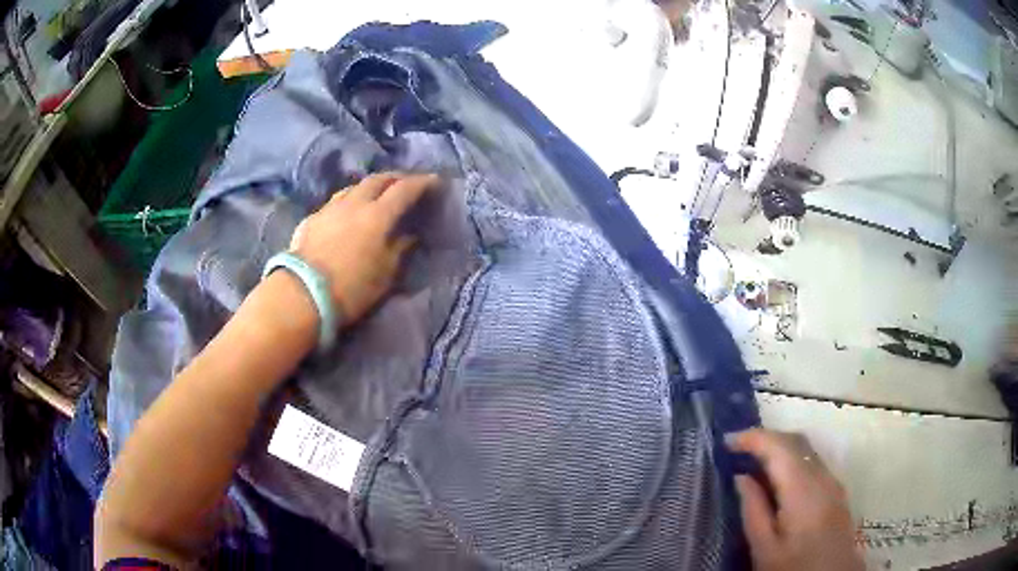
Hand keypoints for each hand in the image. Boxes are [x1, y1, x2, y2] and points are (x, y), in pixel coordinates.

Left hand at [289, 172, 438, 325]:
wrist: (302, 295)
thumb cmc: (351, 288)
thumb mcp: (385, 275)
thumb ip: (399, 250)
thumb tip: (409, 236)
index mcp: (377, 215)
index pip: (404, 189)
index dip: (422, 182)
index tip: (434, 181)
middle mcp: (354, 203)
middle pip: (377, 180)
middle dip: (395, 178)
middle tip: (406, 183)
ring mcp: (330, 208)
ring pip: (353, 187)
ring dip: (369, 186)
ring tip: (376, 194)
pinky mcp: (311, 219)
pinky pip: (335, 202)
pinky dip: (349, 201)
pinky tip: (347, 212)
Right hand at [727, 429, 863, 570]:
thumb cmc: (793, 567)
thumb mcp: (764, 548)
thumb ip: (753, 511)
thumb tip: (741, 477)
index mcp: (803, 491)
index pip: (779, 448)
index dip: (753, 438)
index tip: (726, 441)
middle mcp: (822, 477)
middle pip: (796, 441)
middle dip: (766, 438)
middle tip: (737, 448)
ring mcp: (833, 482)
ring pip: (807, 449)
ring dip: (780, 447)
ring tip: (754, 460)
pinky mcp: (836, 490)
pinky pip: (813, 462)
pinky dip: (793, 458)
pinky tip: (779, 477)